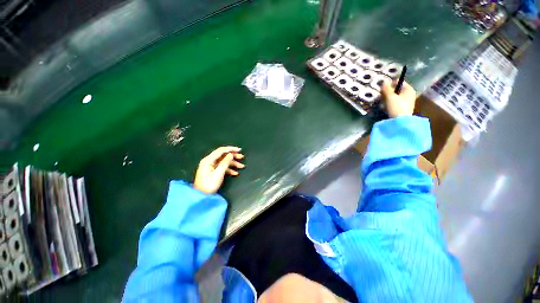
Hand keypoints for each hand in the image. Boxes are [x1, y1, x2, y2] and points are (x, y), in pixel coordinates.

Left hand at [194, 146, 244, 194]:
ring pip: (224, 162)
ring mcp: (211, 166)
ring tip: (242, 166)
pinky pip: (222, 167)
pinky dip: (229, 169)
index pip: (221, 150)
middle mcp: (209, 161)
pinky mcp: (213, 171)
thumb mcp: (219, 173)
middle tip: (242, 157)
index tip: (239, 150)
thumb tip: (231, 154)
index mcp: (208, 160)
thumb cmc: (209, 185)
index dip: (231, 149)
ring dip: (233, 164)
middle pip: (223, 156)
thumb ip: (225, 162)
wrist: (201, 196)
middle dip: (233, 156)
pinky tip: (235, 173)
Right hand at [381, 81, 416, 117]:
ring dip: (389, 98)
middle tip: (382, 96)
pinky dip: (391, 102)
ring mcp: (408, 101)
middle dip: (389, 92)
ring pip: (396, 96)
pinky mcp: (404, 107)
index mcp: (409, 89)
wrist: (401, 121)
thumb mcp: (390, 97)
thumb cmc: (396, 107)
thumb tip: (384, 81)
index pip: (399, 82)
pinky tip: (387, 107)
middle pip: (397, 89)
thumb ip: (386, 89)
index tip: (383, 89)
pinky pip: (397, 102)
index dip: (390, 84)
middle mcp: (410, 93)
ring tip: (383, 102)